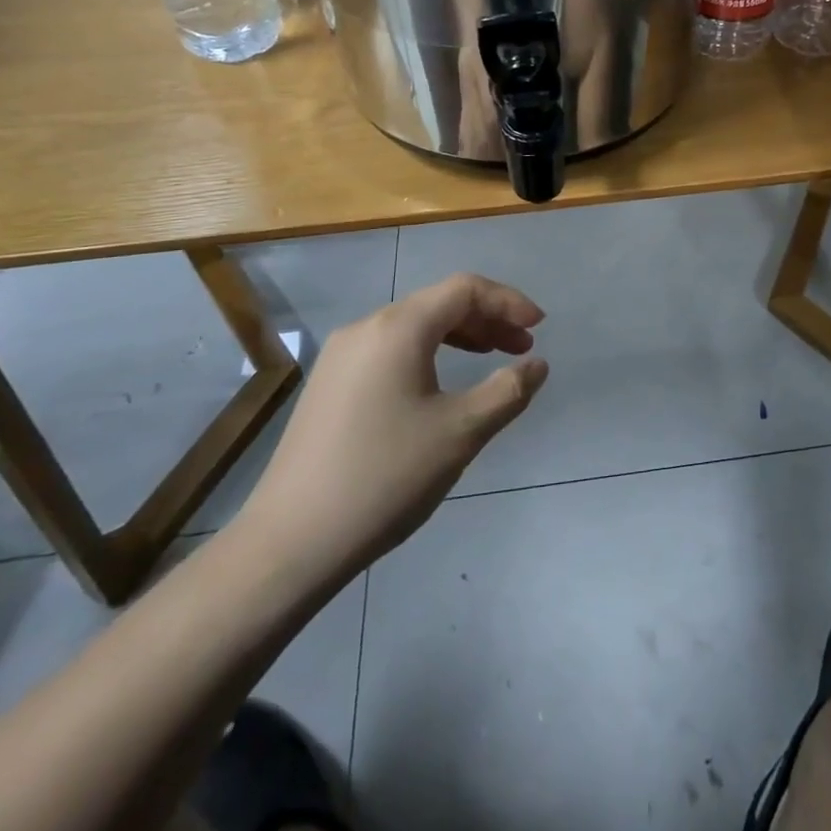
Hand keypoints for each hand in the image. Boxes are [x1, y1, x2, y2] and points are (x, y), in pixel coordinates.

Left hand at [234, 274, 547, 588]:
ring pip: (413, 326)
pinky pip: (390, 349)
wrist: (291, 541)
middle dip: (487, 319)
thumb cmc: (386, 477)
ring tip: (490, 359)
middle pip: (438, 303)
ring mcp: (341, 355)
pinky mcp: (329, 383)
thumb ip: (508, 390)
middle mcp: (366, 328)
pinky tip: (440, 385)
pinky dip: (427, 353)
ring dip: (459, 335)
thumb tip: (537, 365)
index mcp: (398, 328)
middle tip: (522, 348)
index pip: (464, 289)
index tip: (539, 328)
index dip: (507, 301)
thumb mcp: (461, 432)